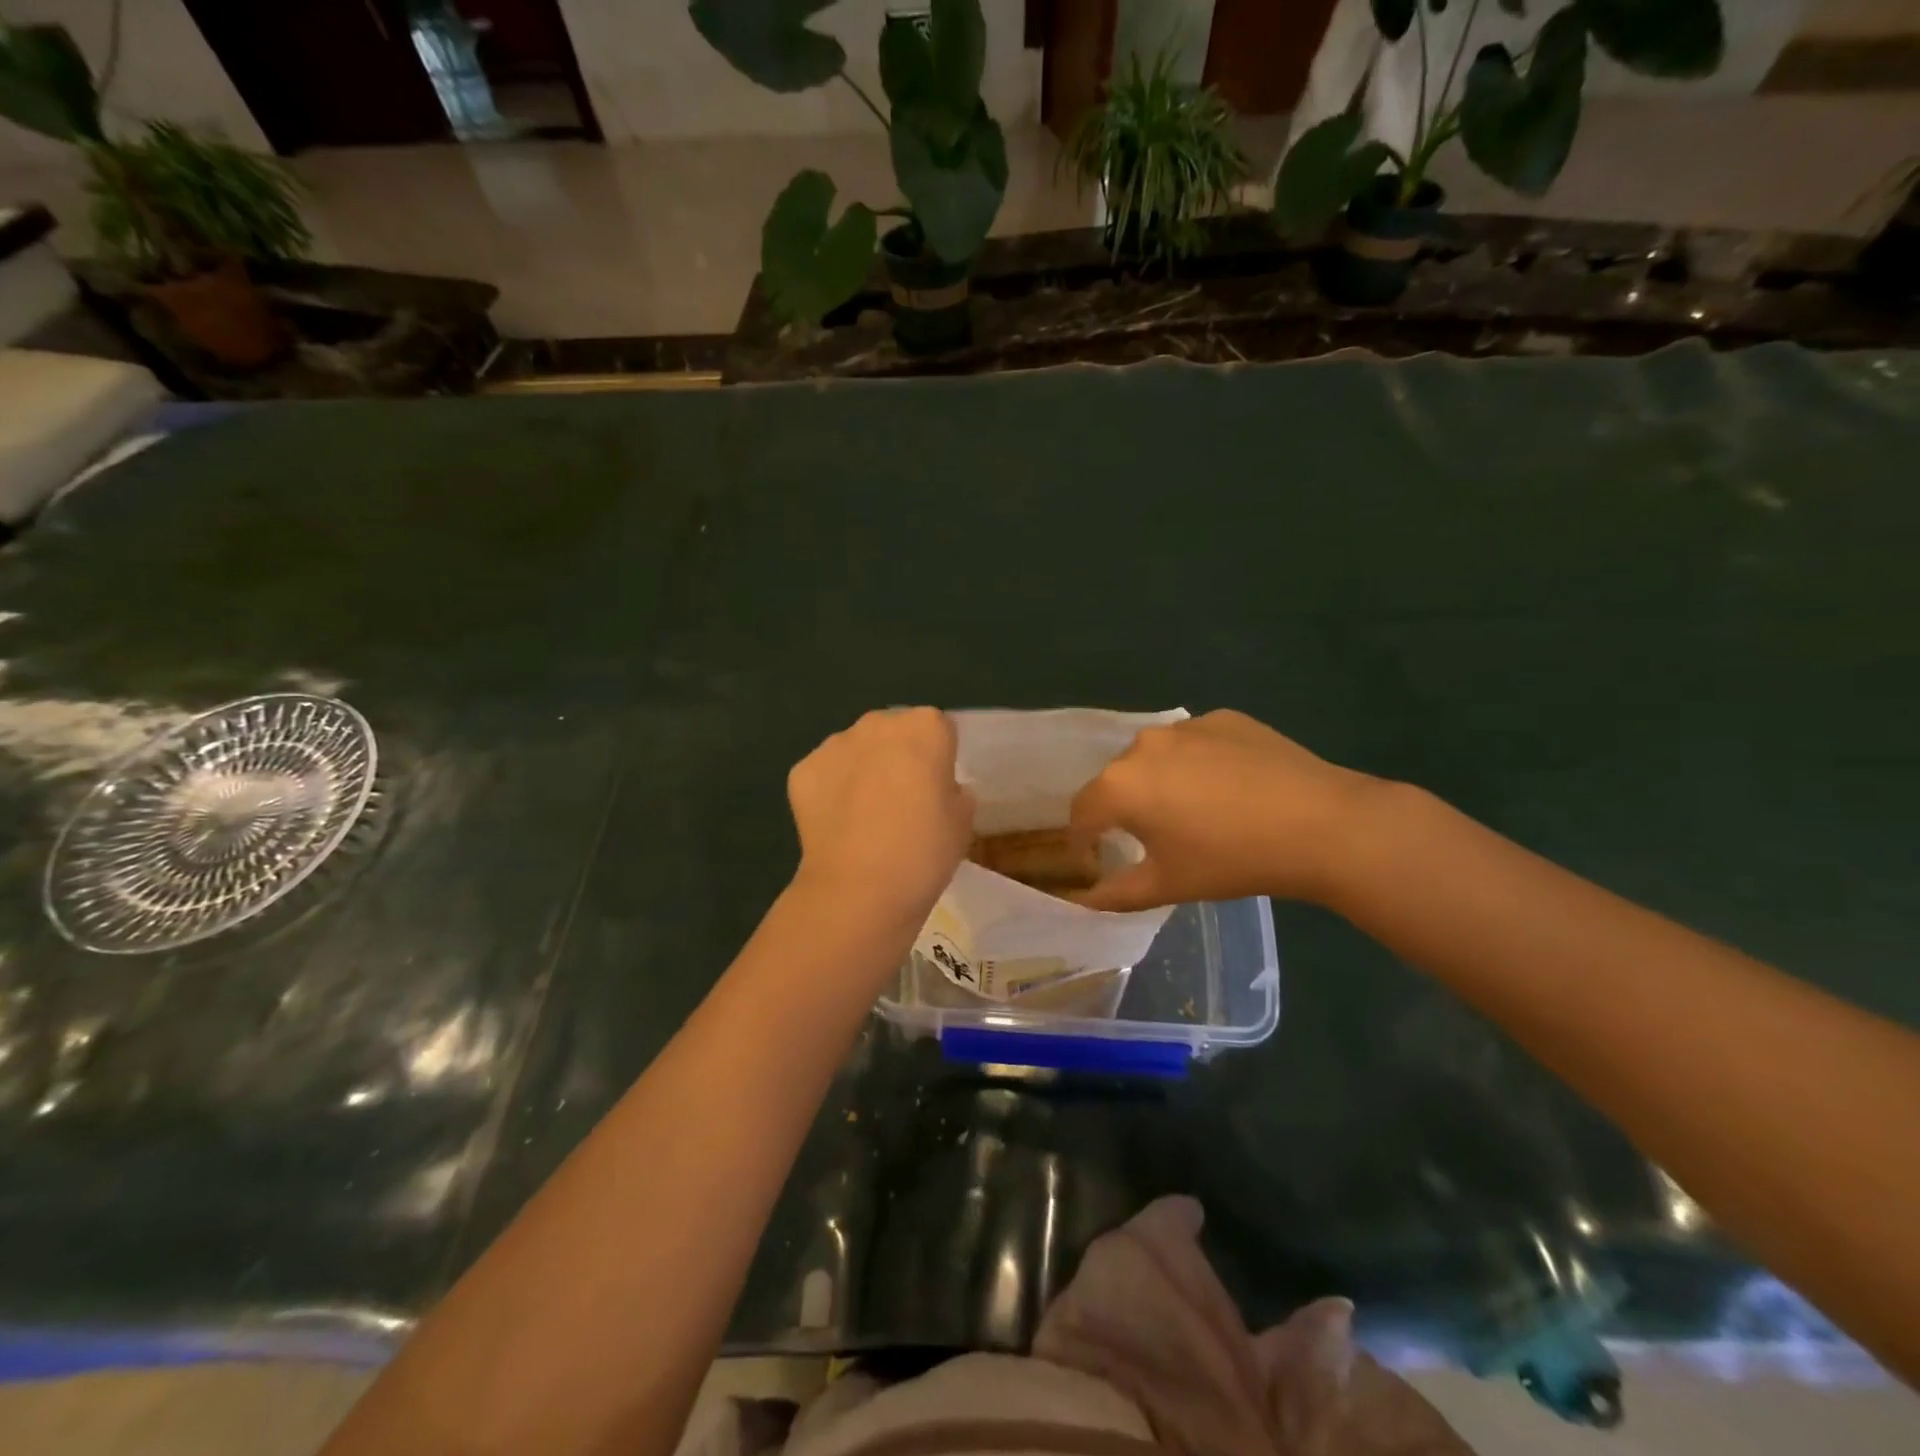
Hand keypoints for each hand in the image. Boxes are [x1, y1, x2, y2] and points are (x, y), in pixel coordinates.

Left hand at [787, 708, 974, 927]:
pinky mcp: (802, 770)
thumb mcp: (963, 823)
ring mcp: (835, 744)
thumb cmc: (924, 852)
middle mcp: (878, 724)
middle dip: (898, 756)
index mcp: (926, 728)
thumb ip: (954, 793)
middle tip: (903, 800)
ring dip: (862, 770)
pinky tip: (839, 825)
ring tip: (866, 817)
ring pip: (856, 749)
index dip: (939, 758)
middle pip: (893, 732)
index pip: (939, 730)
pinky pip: (825, 773)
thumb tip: (939, 790)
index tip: (937, 789)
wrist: (859, 889)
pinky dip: (831, 791)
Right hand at [1069, 710, 1380, 910]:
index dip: (1086, 838)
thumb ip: (1112, 894)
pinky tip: (1233, 788)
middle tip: (1159, 838)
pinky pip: (1195, 743)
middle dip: (1127, 807)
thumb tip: (1080, 900)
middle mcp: (1142, 745)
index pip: (1082, 812)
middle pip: (1118, 780)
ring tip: (1200, 811)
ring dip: (1163, 781)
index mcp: (1120, 785)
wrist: (1321, 825)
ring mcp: (1185, 726)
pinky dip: (1200, 763)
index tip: (1102, 856)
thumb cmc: (1232, 860)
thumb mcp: (1166, 886)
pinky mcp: (1223, 718)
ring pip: (1157, 758)